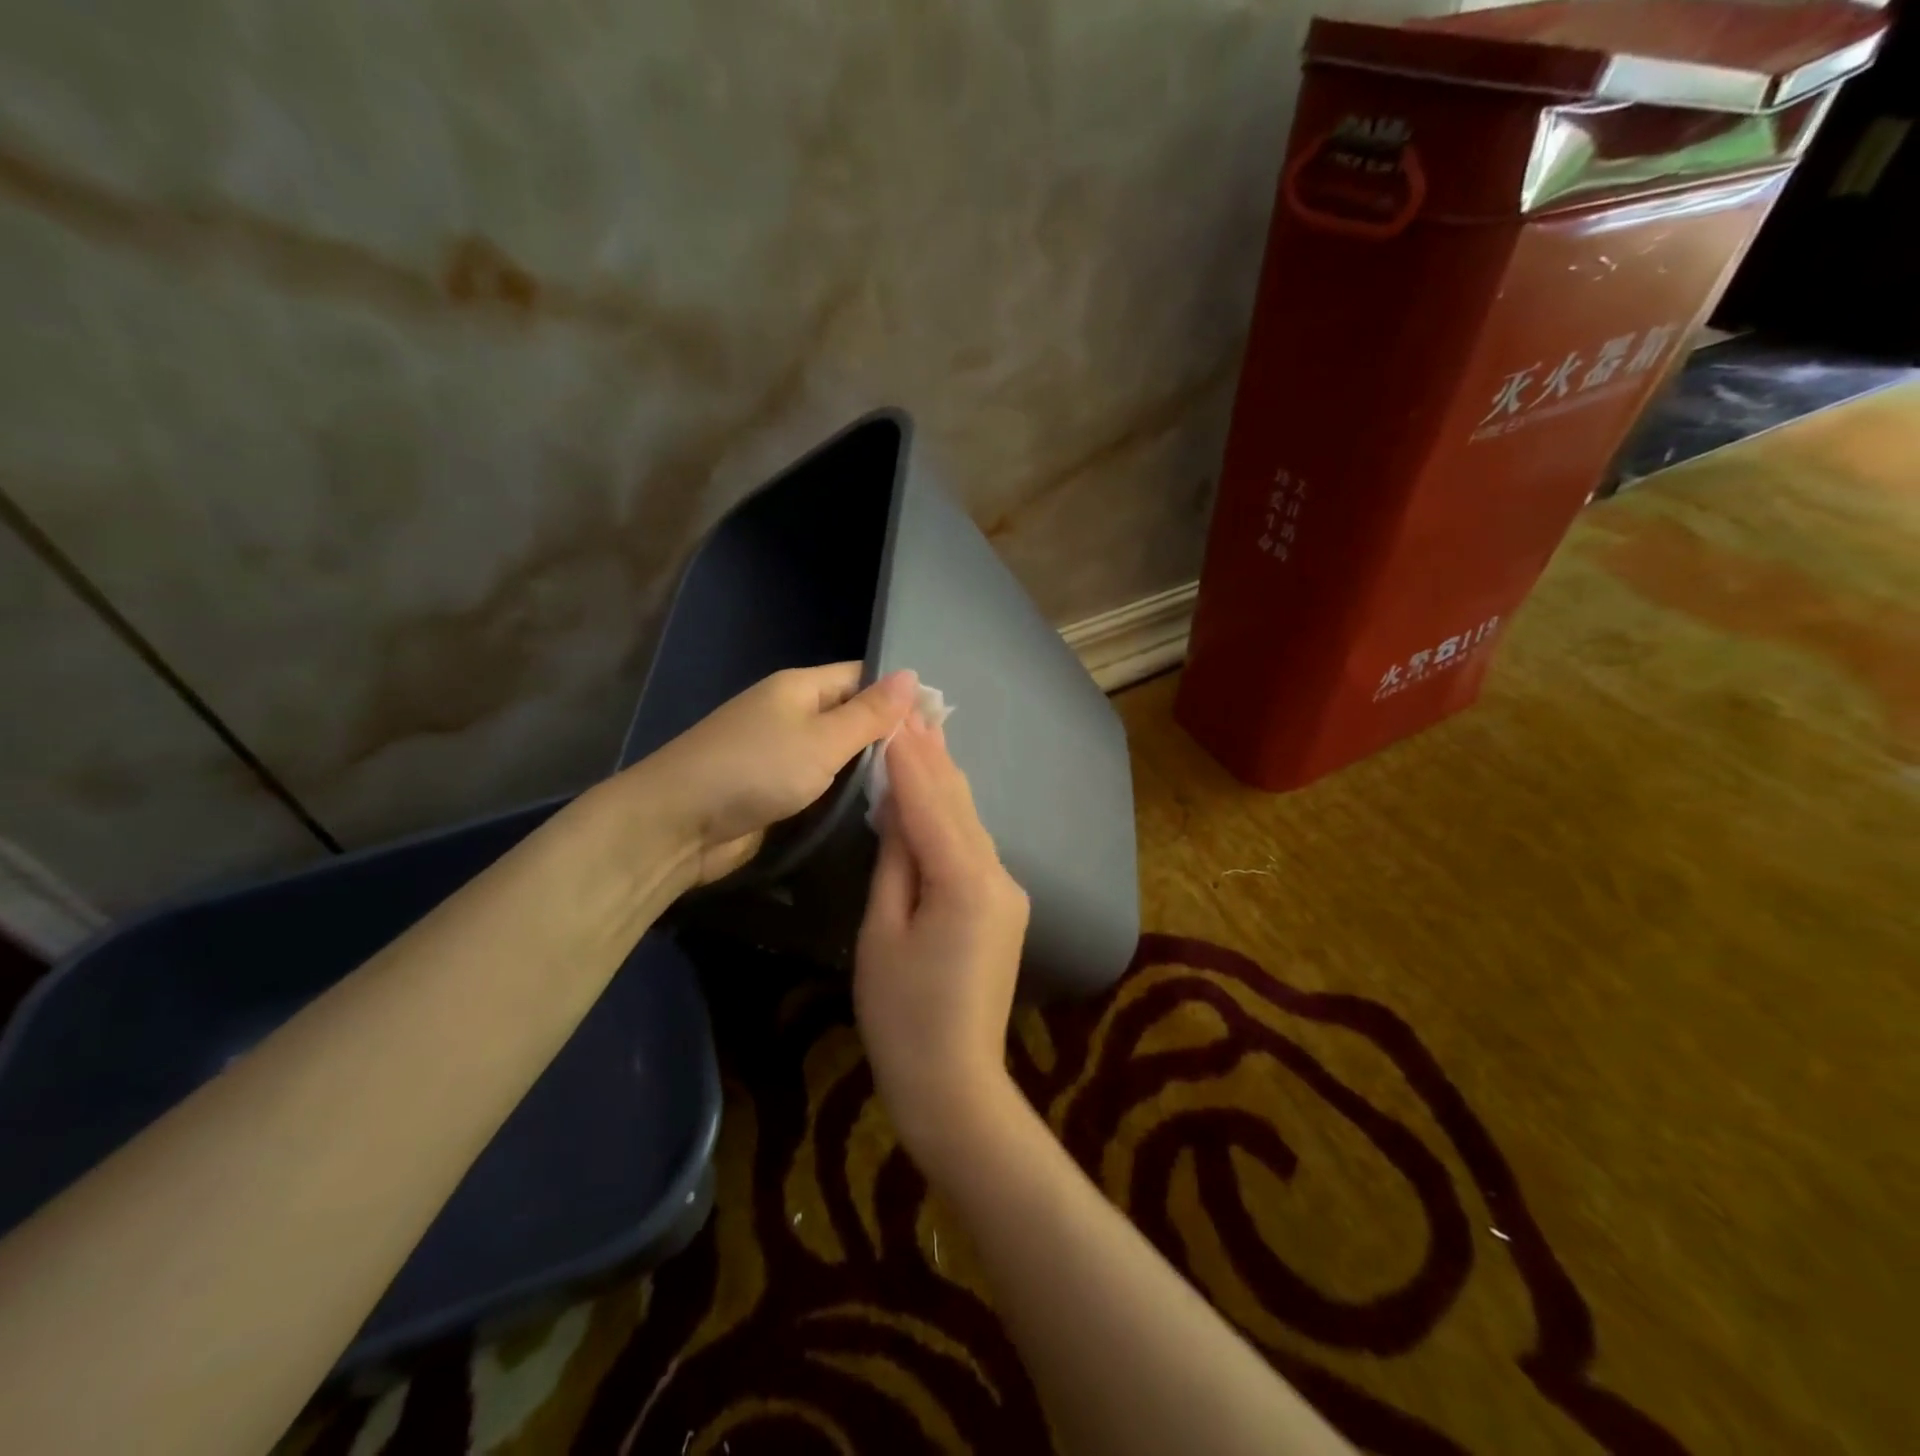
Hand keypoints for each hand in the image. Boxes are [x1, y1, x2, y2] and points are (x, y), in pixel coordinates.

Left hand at [635, 664, 917, 887]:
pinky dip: (843, 789)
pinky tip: (876, 804)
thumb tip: (913, 675)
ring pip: (836, 751)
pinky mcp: (773, 787)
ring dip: (868, 766)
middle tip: (936, 761)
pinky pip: (819, 780)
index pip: (862, 677)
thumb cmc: (754, 771)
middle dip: (888, 734)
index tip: (940, 723)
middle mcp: (791, 712)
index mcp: (800, 687)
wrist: (676, 824)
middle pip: (850, 714)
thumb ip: (869, 713)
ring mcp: (779, 751)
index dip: (899, 694)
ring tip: (919, 784)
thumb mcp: (822, 740)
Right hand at [855, 713, 1030, 1169]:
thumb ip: (895, 863)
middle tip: (915, 707)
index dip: (910, 758)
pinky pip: (975, 847)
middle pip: (960, 803)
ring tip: (926, 734)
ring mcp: (1008, 891)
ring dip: (945, 780)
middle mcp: (998, 875)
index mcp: (964, 881)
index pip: (931, 803)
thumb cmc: (901, 1015)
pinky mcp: (1005, 906)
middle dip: (934, 756)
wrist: (954, 1081)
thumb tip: (898, 809)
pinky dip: (953, 815)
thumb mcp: (881, 933)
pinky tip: (940, 793)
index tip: (894, 715)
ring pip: (971, 822)